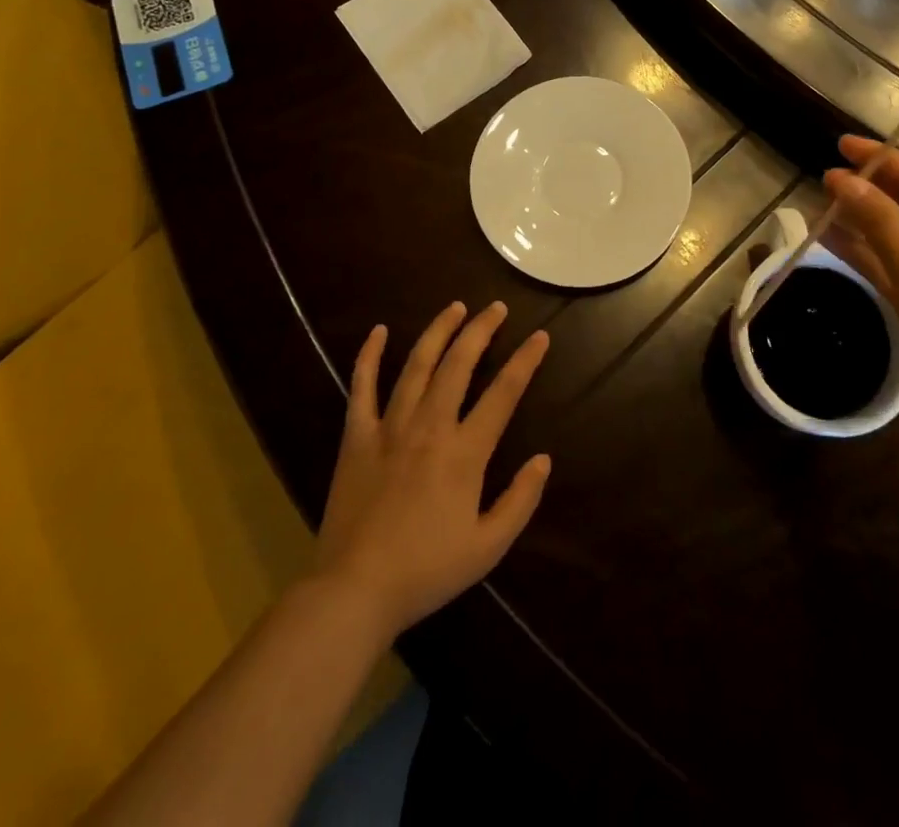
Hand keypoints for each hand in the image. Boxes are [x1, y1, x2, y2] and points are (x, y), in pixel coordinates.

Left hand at [315, 301, 551, 639]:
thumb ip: (520, 501)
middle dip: (481, 330)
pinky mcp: (357, 438)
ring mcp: (390, 428)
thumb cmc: (427, 570)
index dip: (525, 361)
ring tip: (455, 307)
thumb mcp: (488, 547)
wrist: (355, 591)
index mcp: (465, 452)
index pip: (504, 394)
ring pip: (416, 365)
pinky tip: (378, 331)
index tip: (540, 336)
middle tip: (496, 308)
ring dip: (438, 332)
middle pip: (459, 364)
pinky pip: (362, 388)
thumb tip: (543, 459)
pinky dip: (369, 356)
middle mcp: (430, 427)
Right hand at [823, 135, 898, 439]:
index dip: (889, 161)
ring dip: (866, 220)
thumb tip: (839, 178)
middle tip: (828, 174)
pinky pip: (896, 265)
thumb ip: (882, 222)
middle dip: (876, 190)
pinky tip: (830, 237)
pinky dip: (866, 252)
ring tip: (823, 199)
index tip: (842, 145)